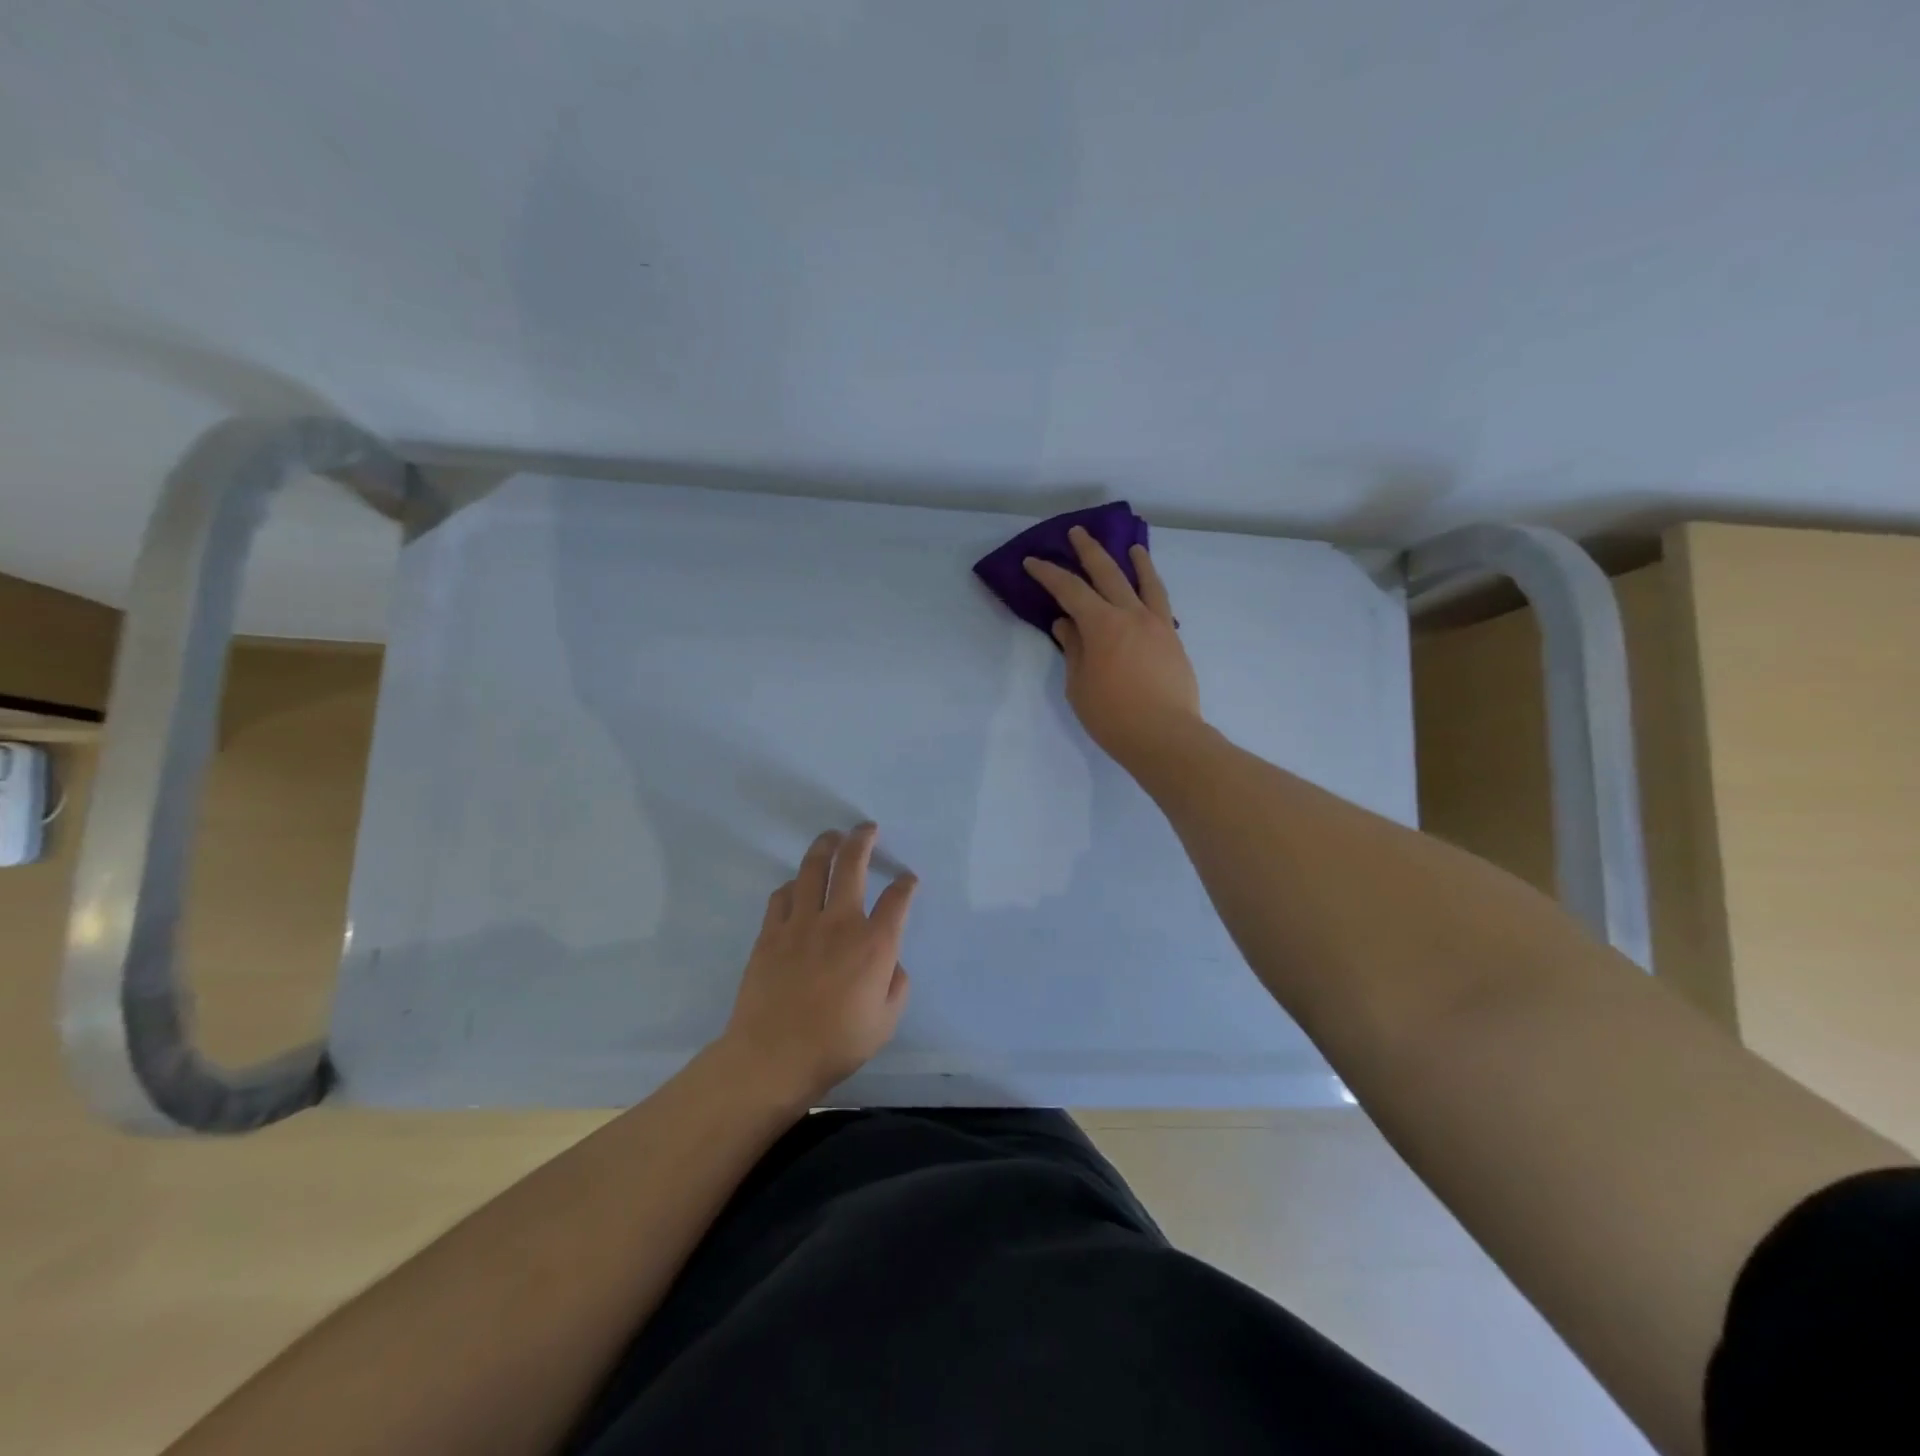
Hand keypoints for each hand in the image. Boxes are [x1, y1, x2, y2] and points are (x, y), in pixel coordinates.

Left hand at [718, 824, 916, 1107]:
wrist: (773, 1056)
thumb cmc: (837, 1044)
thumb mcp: (886, 1022)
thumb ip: (897, 985)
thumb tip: (892, 962)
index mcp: (874, 944)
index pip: (897, 899)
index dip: (906, 883)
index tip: (907, 878)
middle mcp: (840, 922)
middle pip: (852, 864)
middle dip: (863, 840)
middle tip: (867, 829)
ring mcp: (802, 923)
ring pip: (814, 869)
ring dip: (825, 846)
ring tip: (832, 837)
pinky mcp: (771, 932)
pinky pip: (783, 894)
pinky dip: (794, 884)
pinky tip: (798, 885)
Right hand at [1023, 526, 1201, 770]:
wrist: (1166, 736)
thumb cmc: (1113, 716)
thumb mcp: (1079, 686)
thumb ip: (1074, 649)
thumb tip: (1066, 624)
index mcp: (1102, 625)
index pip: (1070, 590)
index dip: (1049, 574)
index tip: (1033, 562)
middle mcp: (1131, 615)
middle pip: (1108, 573)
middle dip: (1089, 551)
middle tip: (1078, 533)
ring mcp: (1157, 625)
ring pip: (1146, 582)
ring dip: (1136, 561)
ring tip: (1132, 547)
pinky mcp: (1173, 640)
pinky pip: (1161, 604)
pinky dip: (1153, 589)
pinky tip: (1150, 590)